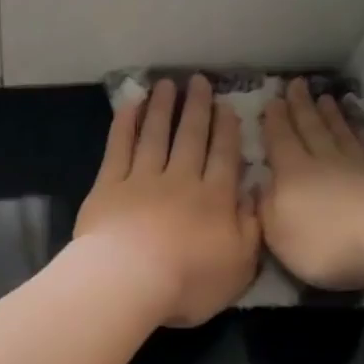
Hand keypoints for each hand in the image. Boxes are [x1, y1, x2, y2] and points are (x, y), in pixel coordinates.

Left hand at [74, 75, 261, 326]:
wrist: (130, 281)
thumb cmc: (189, 282)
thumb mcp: (239, 267)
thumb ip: (251, 230)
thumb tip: (254, 196)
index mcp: (215, 200)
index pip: (225, 157)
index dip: (227, 131)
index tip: (227, 107)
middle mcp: (181, 181)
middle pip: (191, 138)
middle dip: (197, 108)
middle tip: (199, 82)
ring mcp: (143, 180)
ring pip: (156, 136)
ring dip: (162, 109)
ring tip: (167, 85)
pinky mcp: (109, 187)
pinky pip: (119, 148)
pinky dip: (125, 125)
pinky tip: (130, 106)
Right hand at [260, 78, 363, 291]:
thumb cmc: (325, 243)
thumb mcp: (278, 234)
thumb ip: (265, 208)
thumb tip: (258, 185)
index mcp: (293, 175)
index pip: (280, 141)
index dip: (274, 121)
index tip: (272, 99)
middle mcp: (325, 162)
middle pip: (311, 129)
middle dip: (301, 107)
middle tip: (296, 84)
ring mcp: (361, 165)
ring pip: (341, 133)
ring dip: (332, 115)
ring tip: (326, 98)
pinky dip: (363, 132)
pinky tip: (361, 126)